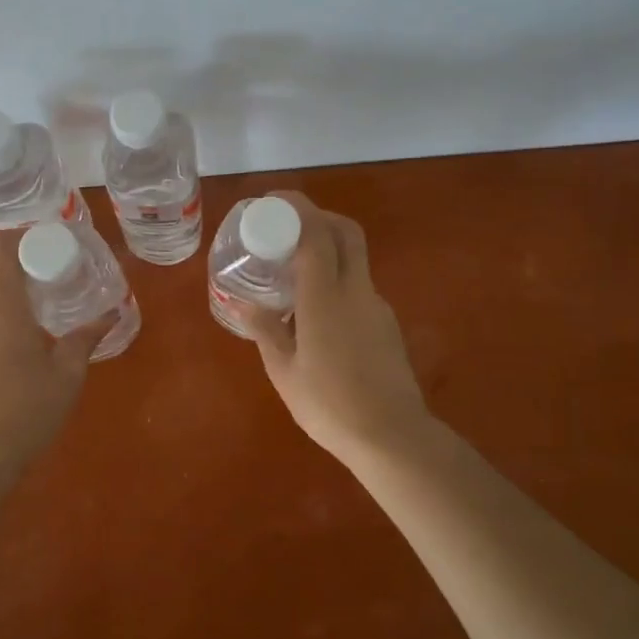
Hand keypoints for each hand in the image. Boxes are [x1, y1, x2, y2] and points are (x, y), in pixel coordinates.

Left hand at [0, 229, 114, 452]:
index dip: (18, 238)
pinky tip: (2, 364)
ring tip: (26, 330)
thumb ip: (86, 339)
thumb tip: (110, 315)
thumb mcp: (68, 375)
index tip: (42, 247)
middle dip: (14, 272)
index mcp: (2, 308)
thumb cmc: (28, 409)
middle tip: (44, 288)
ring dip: (0, 306)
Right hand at [242, 192, 433, 462]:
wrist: (392, 437)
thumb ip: (266, 331)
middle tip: (287, 226)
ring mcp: (376, 306)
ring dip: (328, 250)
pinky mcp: (386, 325)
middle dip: (318, 217)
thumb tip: (245, 305)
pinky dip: (336, 280)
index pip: (315, 234)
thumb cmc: (329, 405)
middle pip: (346, 232)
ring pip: (355, 259)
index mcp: (326, 298)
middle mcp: (356, 291)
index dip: (296, 208)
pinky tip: (316, 313)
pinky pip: (358, 287)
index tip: (272, 202)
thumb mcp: (285, 371)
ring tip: (294, 274)